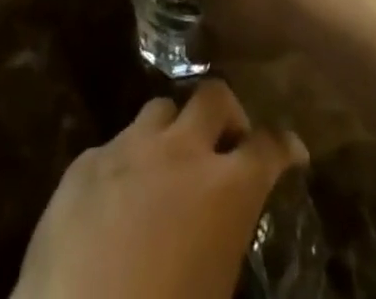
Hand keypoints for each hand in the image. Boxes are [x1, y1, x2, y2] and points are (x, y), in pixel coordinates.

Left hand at [13, 81, 305, 298]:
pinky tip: (116, 201)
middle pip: (212, 96)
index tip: (291, 151)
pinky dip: (126, 164)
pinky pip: (114, 146)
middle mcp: (179, 152)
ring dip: (173, 131)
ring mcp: (127, 148)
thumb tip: (225, 237)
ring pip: (160, 109)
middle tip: (227, 145)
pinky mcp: (84, 161)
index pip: (267, 147)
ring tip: (169, 165)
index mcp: (224, 191)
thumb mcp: (217, 289)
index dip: (283, 145)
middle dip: (227, 114)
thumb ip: (227, 246)